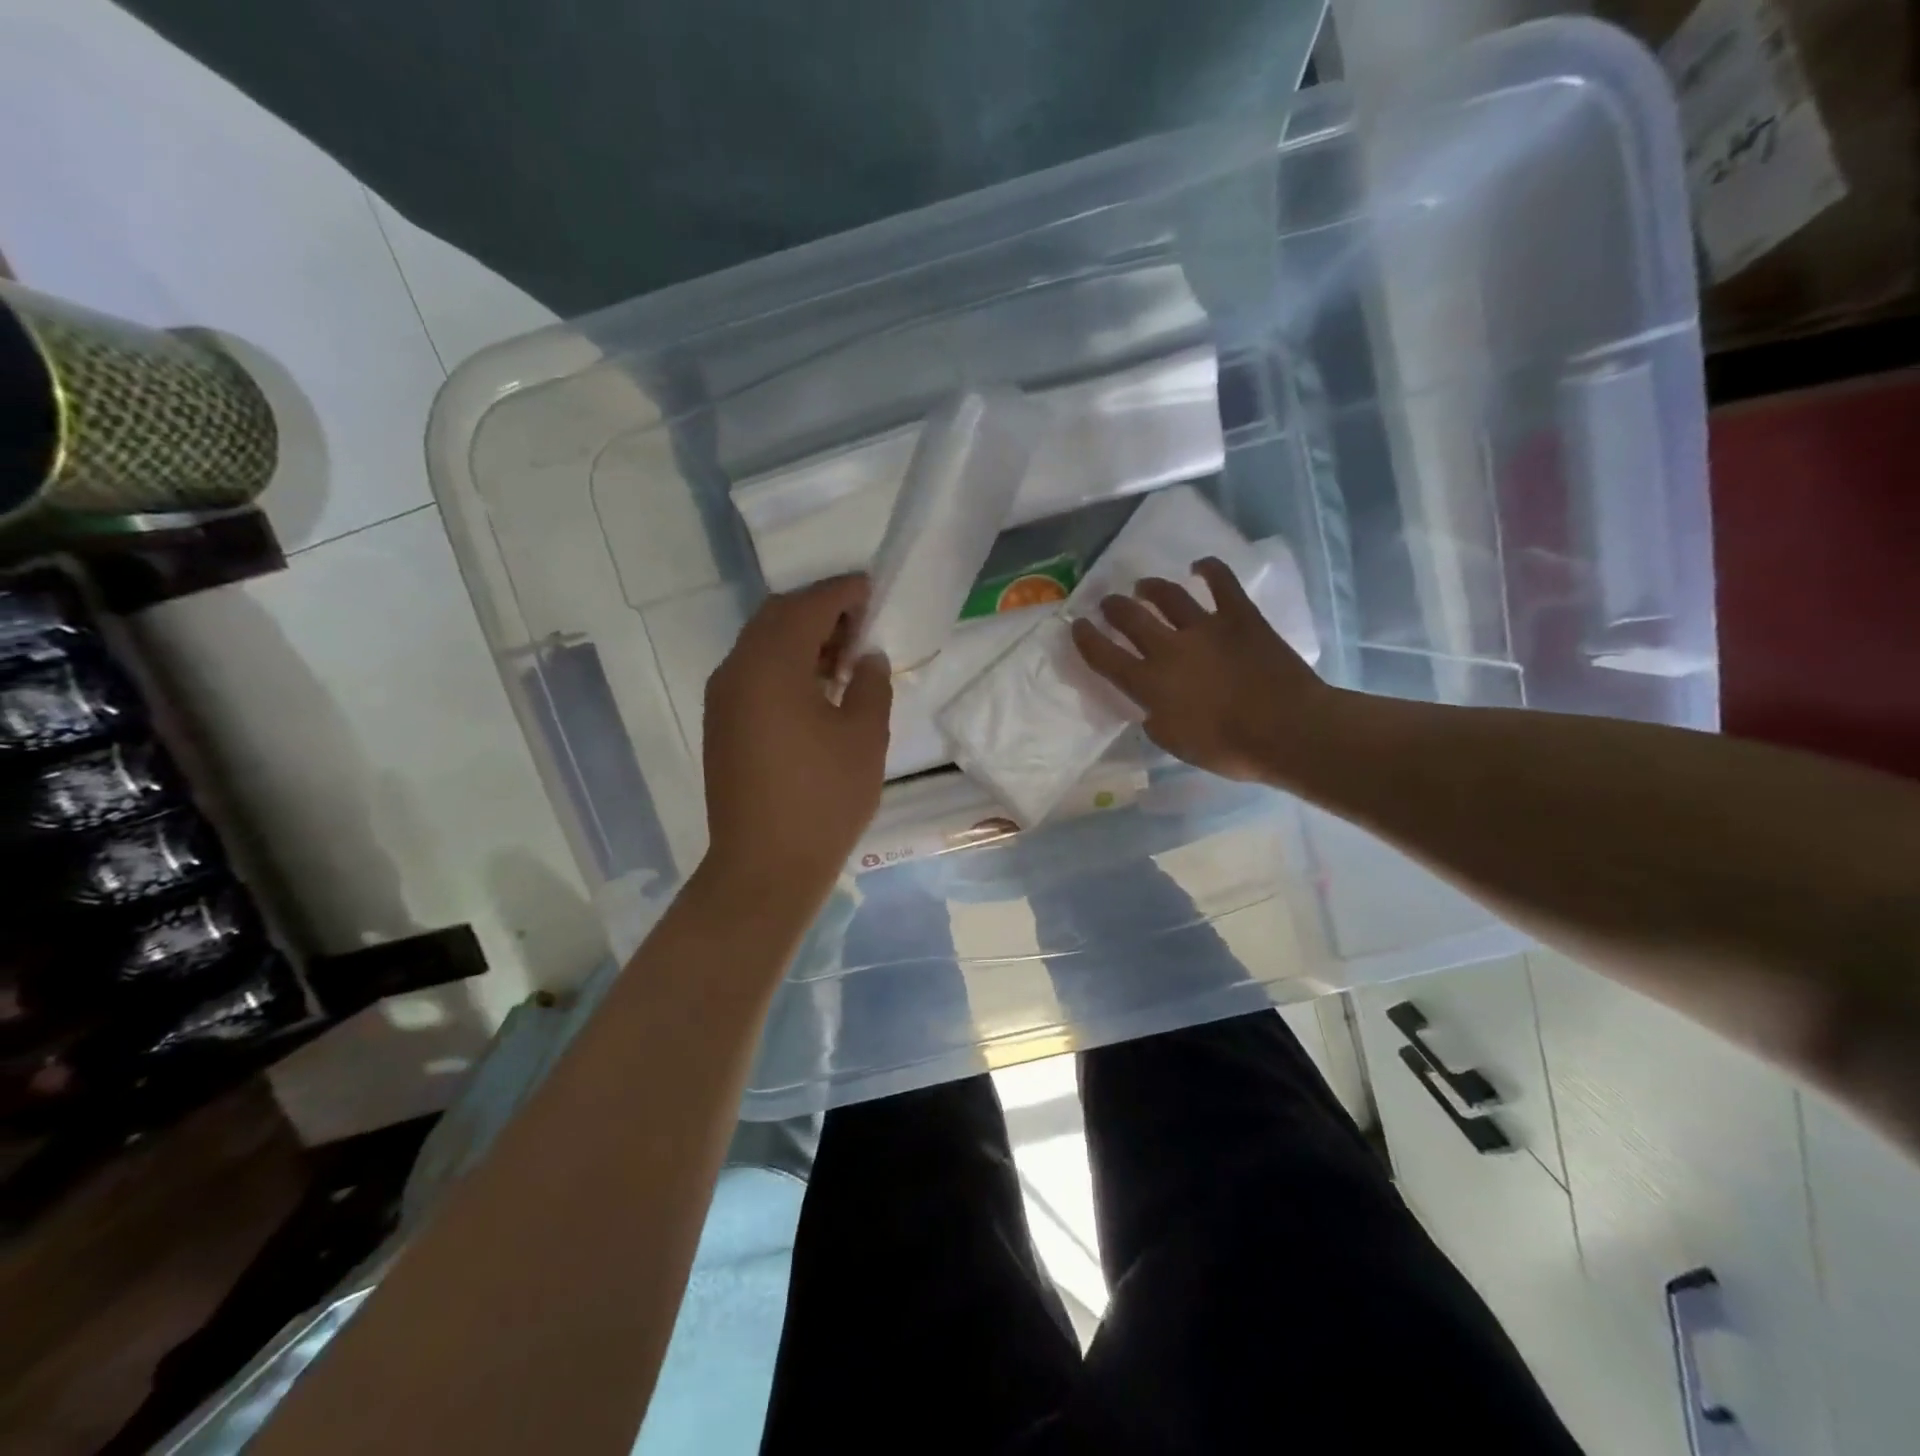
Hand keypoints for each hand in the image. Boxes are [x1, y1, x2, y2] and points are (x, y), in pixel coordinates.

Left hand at [702, 576, 891, 901]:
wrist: (765, 866)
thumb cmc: (823, 799)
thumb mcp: (865, 737)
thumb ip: (871, 684)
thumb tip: (867, 658)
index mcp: (771, 665)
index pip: (808, 606)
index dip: (842, 592)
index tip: (871, 588)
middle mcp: (737, 670)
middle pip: (777, 617)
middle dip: (819, 610)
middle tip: (860, 625)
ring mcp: (723, 699)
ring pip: (761, 645)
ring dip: (801, 639)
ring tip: (844, 659)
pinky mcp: (721, 724)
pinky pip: (753, 674)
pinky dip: (784, 666)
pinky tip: (817, 690)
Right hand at [1070, 557, 1331, 785]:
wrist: (1287, 730)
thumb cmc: (1229, 748)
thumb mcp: (1177, 744)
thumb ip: (1156, 720)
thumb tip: (1151, 706)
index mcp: (1149, 683)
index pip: (1105, 656)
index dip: (1086, 639)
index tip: (1077, 625)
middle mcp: (1169, 648)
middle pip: (1130, 618)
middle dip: (1113, 607)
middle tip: (1107, 603)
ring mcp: (1204, 627)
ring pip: (1167, 596)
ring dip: (1149, 588)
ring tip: (1142, 586)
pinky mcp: (1239, 616)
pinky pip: (1221, 582)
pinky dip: (1208, 569)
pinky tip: (1198, 566)